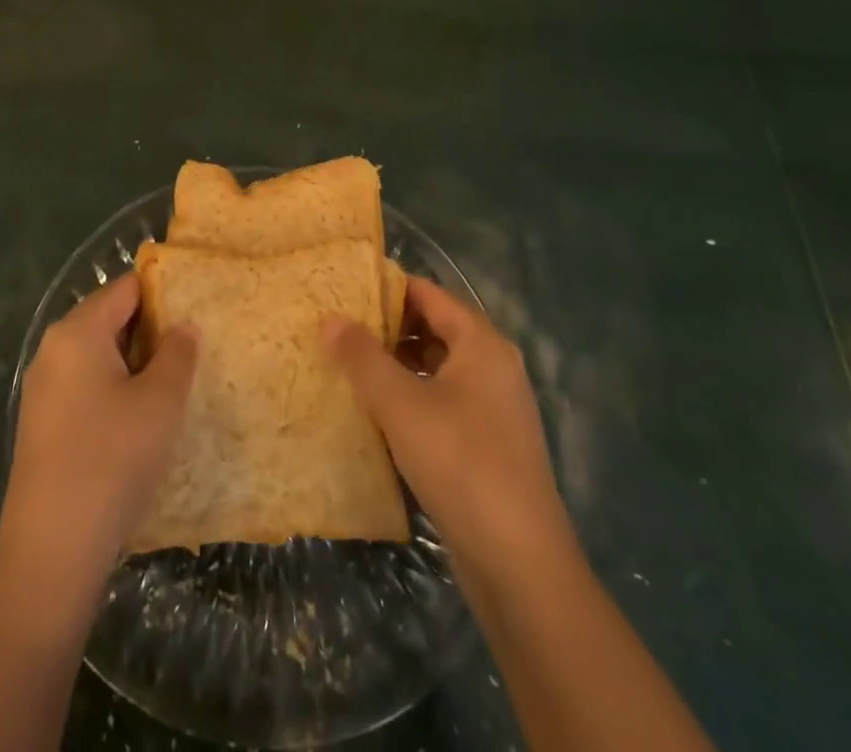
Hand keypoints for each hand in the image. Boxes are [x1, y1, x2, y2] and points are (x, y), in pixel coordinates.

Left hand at [0, 273, 197, 601]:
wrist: (51, 553)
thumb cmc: (112, 461)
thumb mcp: (160, 402)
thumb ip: (178, 353)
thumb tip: (183, 325)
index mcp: (77, 332)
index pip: (126, 287)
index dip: (164, 292)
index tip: (199, 306)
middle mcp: (53, 349)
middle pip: (110, 318)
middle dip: (152, 330)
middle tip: (194, 348)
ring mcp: (43, 389)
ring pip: (99, 356)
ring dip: (136, 364)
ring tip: (176, 383)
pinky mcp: (43, 425)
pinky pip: (86, 387)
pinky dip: (115, 390)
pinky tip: (141, 420)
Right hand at [325, 277, 572, 579]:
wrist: (520, 562)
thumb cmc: (460, 463)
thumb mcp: (401, 404)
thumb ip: (362, 357)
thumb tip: (330, 318)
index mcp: (482, 343)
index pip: (429, 293)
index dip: (387, 288)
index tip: (344, 291)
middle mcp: (494, 365)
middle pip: (435, 327)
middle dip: (388, 326)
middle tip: (339, 327)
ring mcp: (495, 406)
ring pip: (439, 366)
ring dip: (398, 362)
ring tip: (350, 365)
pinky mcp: (490, 442)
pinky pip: (445, 399)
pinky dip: (413, 394)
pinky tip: (379, 411)